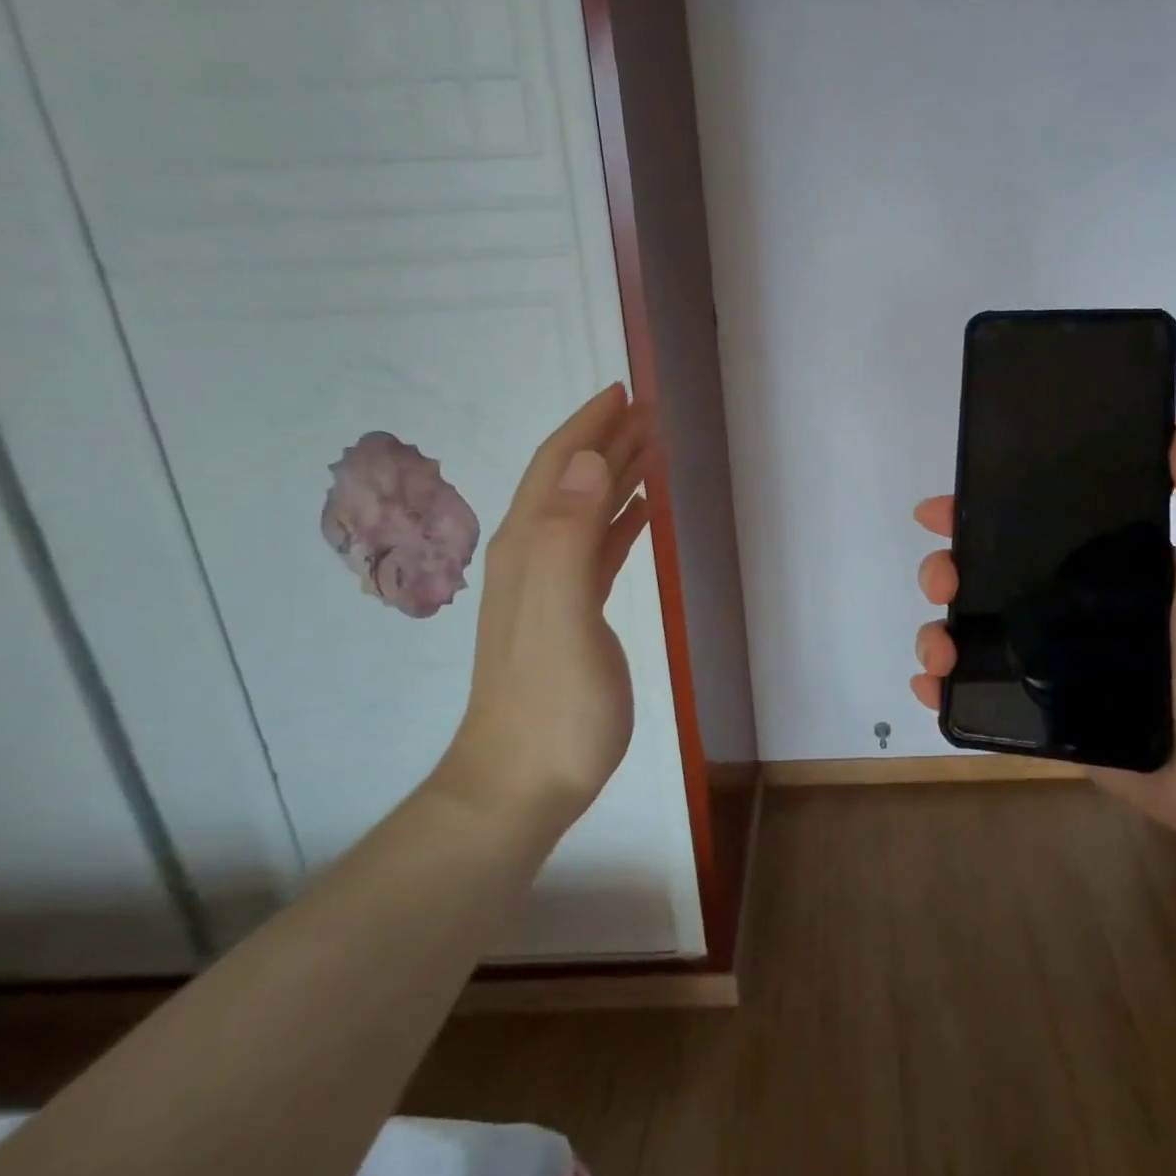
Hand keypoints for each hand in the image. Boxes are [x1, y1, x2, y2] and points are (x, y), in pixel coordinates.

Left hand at [437, 383, 655, 825]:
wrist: (522, 785)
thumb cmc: (552, 706)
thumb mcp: (561, 619)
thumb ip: (568, 538)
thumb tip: (591, 461)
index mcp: (529, 547)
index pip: (559, 467)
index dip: (589, 426)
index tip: (624, 391)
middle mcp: (533, 555)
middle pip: (572, 479)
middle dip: (608, 438)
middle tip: (651, 409)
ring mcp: (550, 585)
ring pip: (586, 508)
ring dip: (617, 472)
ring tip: (653, 446)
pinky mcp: (572, 611)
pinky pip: (597, 545)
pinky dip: (620, 517)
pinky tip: (641, 512)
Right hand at [911, 410, 1175, 854]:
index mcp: (1104, 564)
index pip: (1030, 525)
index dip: (982, 510)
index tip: (943, 508)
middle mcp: (1069, 605)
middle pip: (988, 577)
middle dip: (948, 570)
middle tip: (941, 580)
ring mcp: (1051, 662)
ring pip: (976, 633)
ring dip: (938, 630)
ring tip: (936, 646)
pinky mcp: (1043, 711)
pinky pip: (983, 693)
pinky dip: (946, 686)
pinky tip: (931, 684)